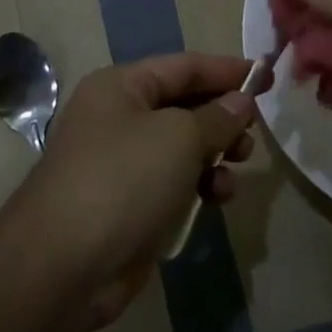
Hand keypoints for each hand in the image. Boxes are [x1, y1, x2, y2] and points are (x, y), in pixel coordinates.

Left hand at [7, 53, 256, 325]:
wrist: (64, 265)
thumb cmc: (123, 180)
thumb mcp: (179, 138)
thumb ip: (217, 116)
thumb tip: (240, 102)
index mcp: (121, 86)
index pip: (184, 66)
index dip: (227, 70)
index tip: (267, 78)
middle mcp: (117, 116)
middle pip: (183, 105)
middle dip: (222, 117)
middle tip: (253, 134)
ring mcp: (120, 161)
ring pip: (182, 146)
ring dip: (215, 154)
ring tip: (238, 166)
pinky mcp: (127, 202)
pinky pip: (173, 180)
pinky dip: (198, 183)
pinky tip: (216, 197)